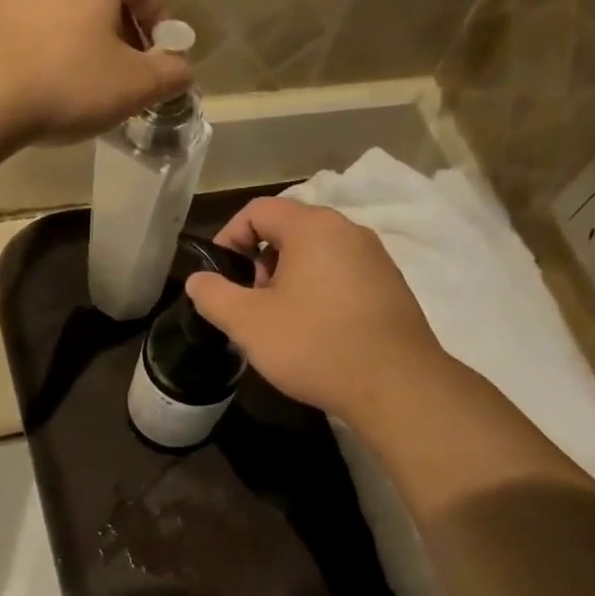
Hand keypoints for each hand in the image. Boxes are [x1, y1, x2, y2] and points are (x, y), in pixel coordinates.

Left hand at [0, 0, 191, 145]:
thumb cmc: (66, 83)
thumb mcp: (134, 87)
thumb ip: (169, 75)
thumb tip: (182, 69)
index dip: (157, 18)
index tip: (155, 56)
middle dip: (117, 27)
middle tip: (120, 72)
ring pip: (60, 3)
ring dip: (77, 35)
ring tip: (77, 80)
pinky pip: (25, 21)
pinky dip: (41, 43)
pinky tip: (38, 81)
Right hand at [185, 198, 449, 427]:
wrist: (396, 385)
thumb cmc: (315, 345)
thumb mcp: (249, 323)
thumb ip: (214, 296)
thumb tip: (198, 281)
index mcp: (313, 227)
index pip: (258, 210)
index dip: (228, 237)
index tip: (219, 276)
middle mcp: (349, 231)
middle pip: (289, 230)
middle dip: (259, 263)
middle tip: (249, 303)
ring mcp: (376, 258)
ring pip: (317, 255)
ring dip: (288, 279)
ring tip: (279, 322)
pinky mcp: (391, 287)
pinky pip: (343, 275)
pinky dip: (319, 292)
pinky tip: (316, 332)